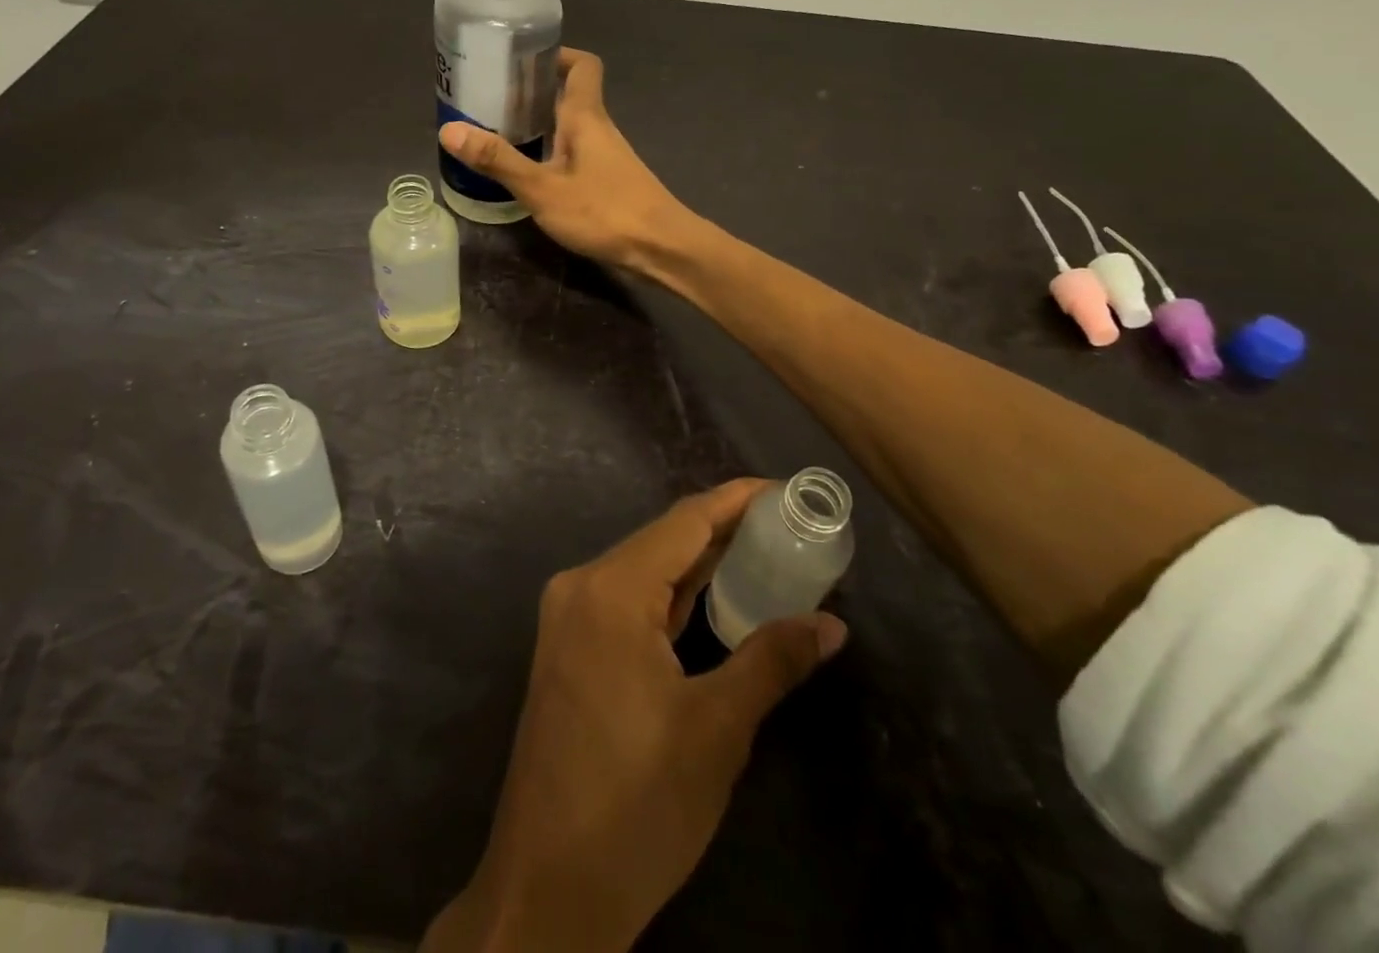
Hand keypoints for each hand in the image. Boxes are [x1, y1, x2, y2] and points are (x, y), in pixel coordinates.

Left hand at [422, 482, 847, 952]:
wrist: (547, 890)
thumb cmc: (637, 804)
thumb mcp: (717, 730)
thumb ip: (772, 661)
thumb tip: (830, 625)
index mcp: (610, 589)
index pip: (684, 522)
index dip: (735, 500)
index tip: (783, 489)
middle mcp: (581, 587)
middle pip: (662, 540)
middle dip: (723, 531)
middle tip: (786, 526)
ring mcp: (568, 618)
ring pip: (644, 571)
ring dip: (699, 564)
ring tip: (762, 553)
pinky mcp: (568, 649)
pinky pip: (628, 601)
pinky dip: (671, 595)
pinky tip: (711, 598)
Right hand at [438, 48, 699, 275]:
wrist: (661, 249)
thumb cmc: (604, 211)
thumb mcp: (543, 188)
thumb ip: (499, 160)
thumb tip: (448, 129)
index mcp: (586, 116)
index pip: (582, 65)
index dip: (557, 54)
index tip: (521, 58)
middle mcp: (598, 129)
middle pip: (568, 95)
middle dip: (532, 92)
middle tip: (490, 99)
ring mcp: (606, 157)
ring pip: (570, 128)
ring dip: (538, 125)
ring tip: (497, 134)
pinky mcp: (608, 182)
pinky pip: (574, 154)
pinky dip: (550, 153)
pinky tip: (527, 173)